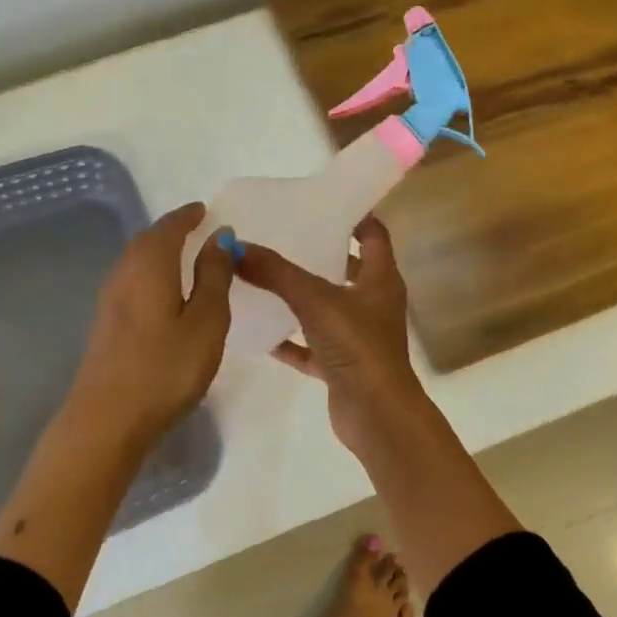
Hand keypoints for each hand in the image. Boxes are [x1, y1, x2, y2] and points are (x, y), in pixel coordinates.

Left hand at [65, 202, 232, 449]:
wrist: (106, 420)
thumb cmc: (165, 369)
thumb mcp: (206, 322)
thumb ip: (214, 276)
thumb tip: (220, 236)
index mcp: (150, 266)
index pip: (169, 227)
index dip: (188, 216)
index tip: (204, 210)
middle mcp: (124, 274)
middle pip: (147, 240)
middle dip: (171, 230)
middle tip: (196, 228)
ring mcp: (109, 300)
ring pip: (136, 261)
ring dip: (159, 251)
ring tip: (183, 256)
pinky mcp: (105, 324)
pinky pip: (131, 281)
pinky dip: (150, 273)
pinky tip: (162, 292)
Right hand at [234, 217, 433, 457]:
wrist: (376, 416)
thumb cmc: (357, 346)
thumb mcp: (315, 300)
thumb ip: (275, 273)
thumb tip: (235, 246)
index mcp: (381, 279)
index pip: (373, 234)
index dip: (353, 216)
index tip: (320, 201)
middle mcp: (374, 303)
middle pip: (348, 268)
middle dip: (319, 252)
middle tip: (282, 235)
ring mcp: (359, 336)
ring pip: (327, 307)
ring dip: (300, 295)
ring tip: (264, 275)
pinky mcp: (342, 365)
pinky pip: (311, 346)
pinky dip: (289, 339)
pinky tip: (260, 330)